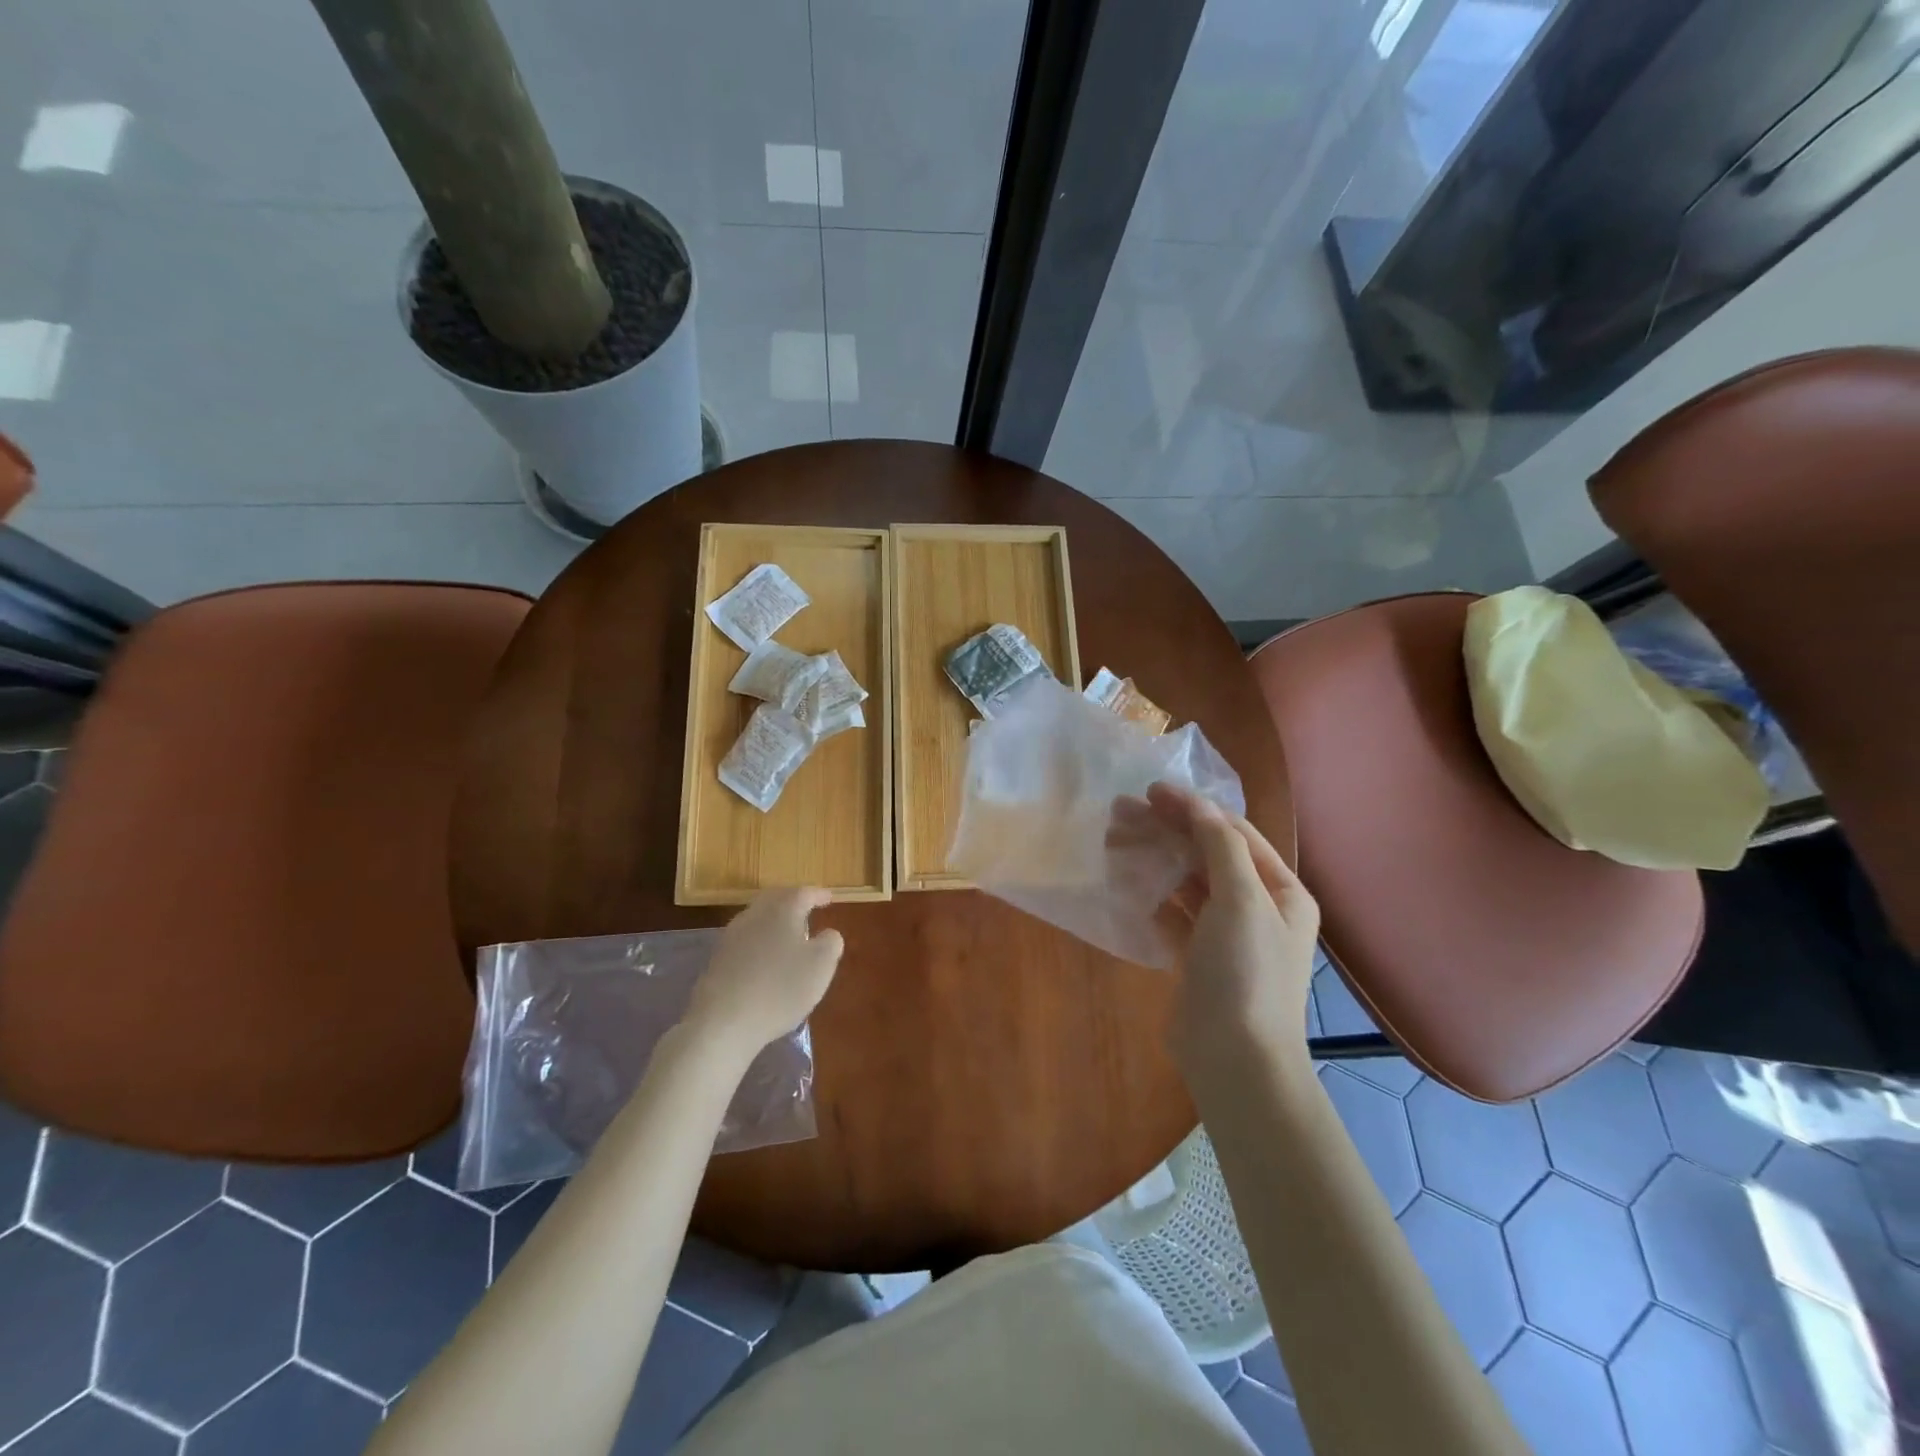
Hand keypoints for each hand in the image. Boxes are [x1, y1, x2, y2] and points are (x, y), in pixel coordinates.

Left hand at [686, 888, 843, 1059]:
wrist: (723, 1022)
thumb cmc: (781, 988)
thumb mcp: (821, 966)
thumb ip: (831, 943)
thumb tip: (828, 934)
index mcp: (783, 909)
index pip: (804, 893)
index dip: (819, 895)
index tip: (830, 898)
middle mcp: (755, 914)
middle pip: (776, 898)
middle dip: (793, 901)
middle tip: (808, 909)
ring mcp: (732, 936)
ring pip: (758, 918)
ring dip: (775, 921)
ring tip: (788, 934)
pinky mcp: (717, 959)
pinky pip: (745, 940)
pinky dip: (760, 941)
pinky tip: (765, 958)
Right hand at [1125, 783, 1319, 1078]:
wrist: (1235, 1059)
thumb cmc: (1246, 972)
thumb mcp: (1241, 900)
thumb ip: (1219, 847)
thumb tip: (1196, 805)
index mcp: (1281, 891)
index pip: (1235, 833)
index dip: (1194, 809)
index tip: (1150, 792)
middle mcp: (1258, 908)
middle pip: (1207, 855)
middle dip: (1167, 830)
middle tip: (1120, 811)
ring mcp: (1226, 935)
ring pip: (1187, 883)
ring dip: (1155, 859)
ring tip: (1114, 840)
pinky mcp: (1197, 958)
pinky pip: (1173, 914)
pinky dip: (1151, 895)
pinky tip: (1125, 881)